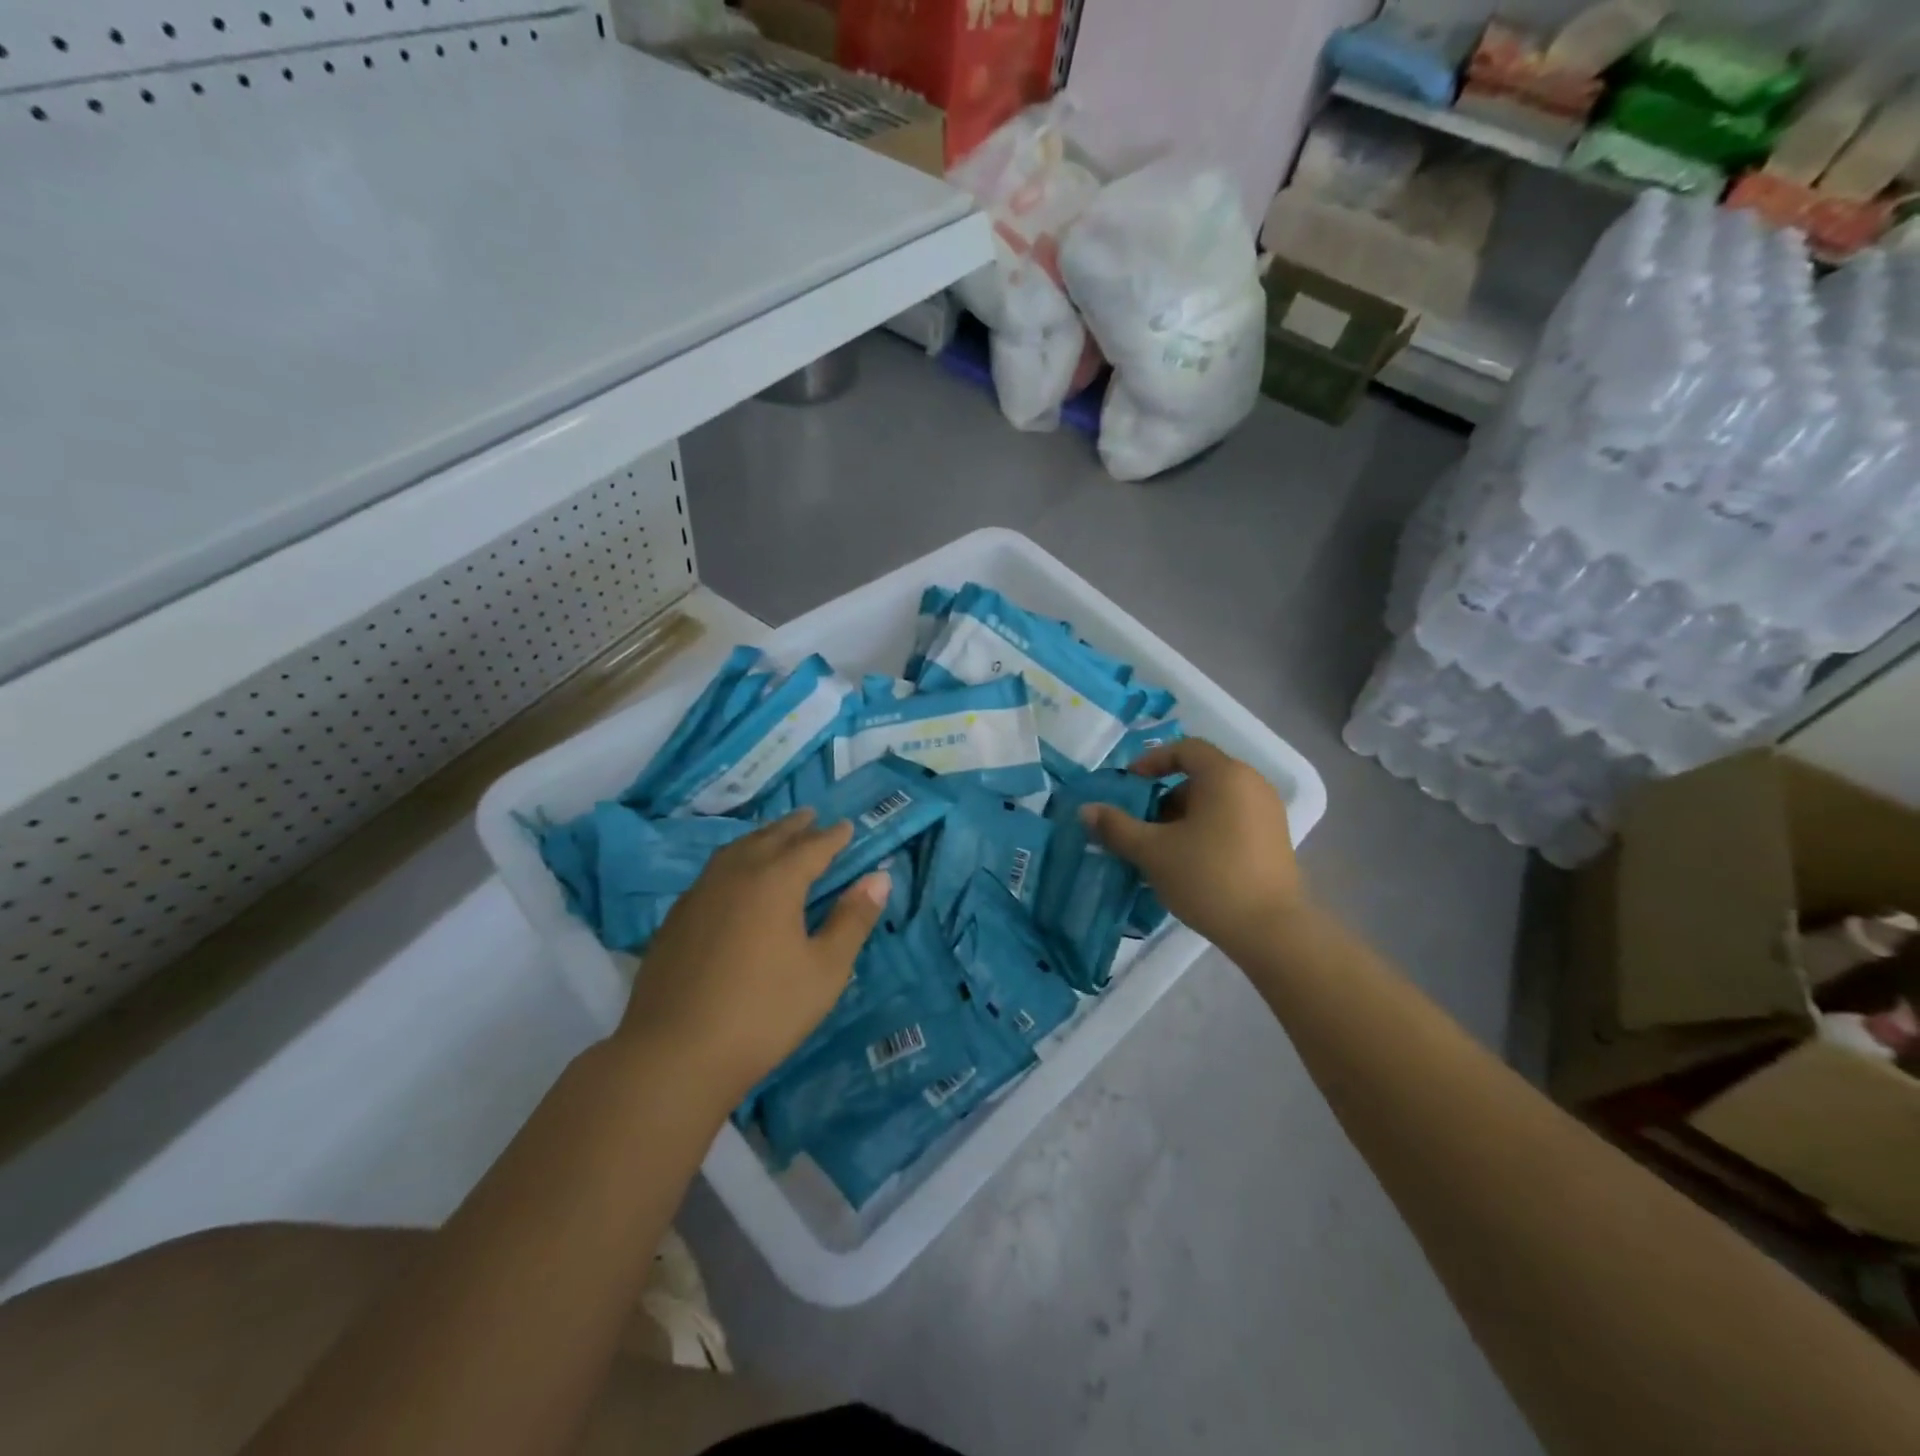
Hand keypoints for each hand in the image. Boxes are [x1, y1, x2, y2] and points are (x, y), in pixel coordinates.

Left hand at [617, 810, 888, 1102]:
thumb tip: (879, 878)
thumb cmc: (764, 1012)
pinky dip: (734, 861)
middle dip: (794, 827)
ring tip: (774, 837)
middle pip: (770, 839)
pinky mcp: (675, 919)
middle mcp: (735, 875)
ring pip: (736, 851)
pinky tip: (733, 880)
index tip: (847, 826)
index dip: (833, 836)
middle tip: (811, 816)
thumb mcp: (825, 970)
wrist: (675, 1054)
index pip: (812, 847)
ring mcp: (699, 895)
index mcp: (775, 882)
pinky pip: (713, 872)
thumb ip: (853, 920)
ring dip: (761, 838)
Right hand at [1082, 738, 1306, 954]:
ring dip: (1182, 817)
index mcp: (1225, 775)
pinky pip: (1231, 820)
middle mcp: (1252, 785)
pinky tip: (1188, 863)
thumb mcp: (1153, 851)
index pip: (1185, 749)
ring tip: (1160, 849)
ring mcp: (1267, 813)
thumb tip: (1086, 810)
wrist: (1271, 931)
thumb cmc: (1208, 877)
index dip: (1152, 761)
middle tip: (1141, 824)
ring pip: (1214, 801)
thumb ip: (1117, 827)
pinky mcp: (1274, 841)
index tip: (1129, 785)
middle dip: (1164, 796)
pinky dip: (1205, 830)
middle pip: (1199, 776)